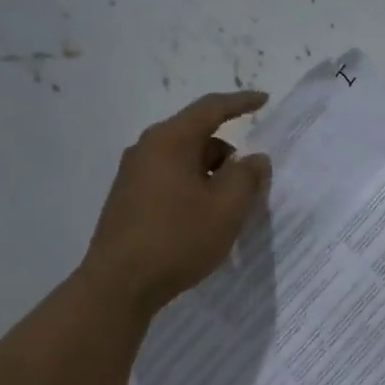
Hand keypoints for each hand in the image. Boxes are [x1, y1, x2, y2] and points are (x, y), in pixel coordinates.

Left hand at [82, 91, 271, 314]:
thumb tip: (255, 159)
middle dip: (229, 155)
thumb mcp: (226, 209)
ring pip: (184, 162)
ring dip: (212, 177)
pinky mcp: (128, 200)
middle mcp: (147, 149)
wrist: (119, 284)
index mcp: (170, 141)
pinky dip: (194, 191)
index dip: (241, 102)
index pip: (211, 109)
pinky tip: (203, 221)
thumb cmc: (178, 239)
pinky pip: (170, 182)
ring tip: (230, 210)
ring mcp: (133, 175)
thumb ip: (247, 178)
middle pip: (198, 137)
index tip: (264, 100)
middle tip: (253, 183)